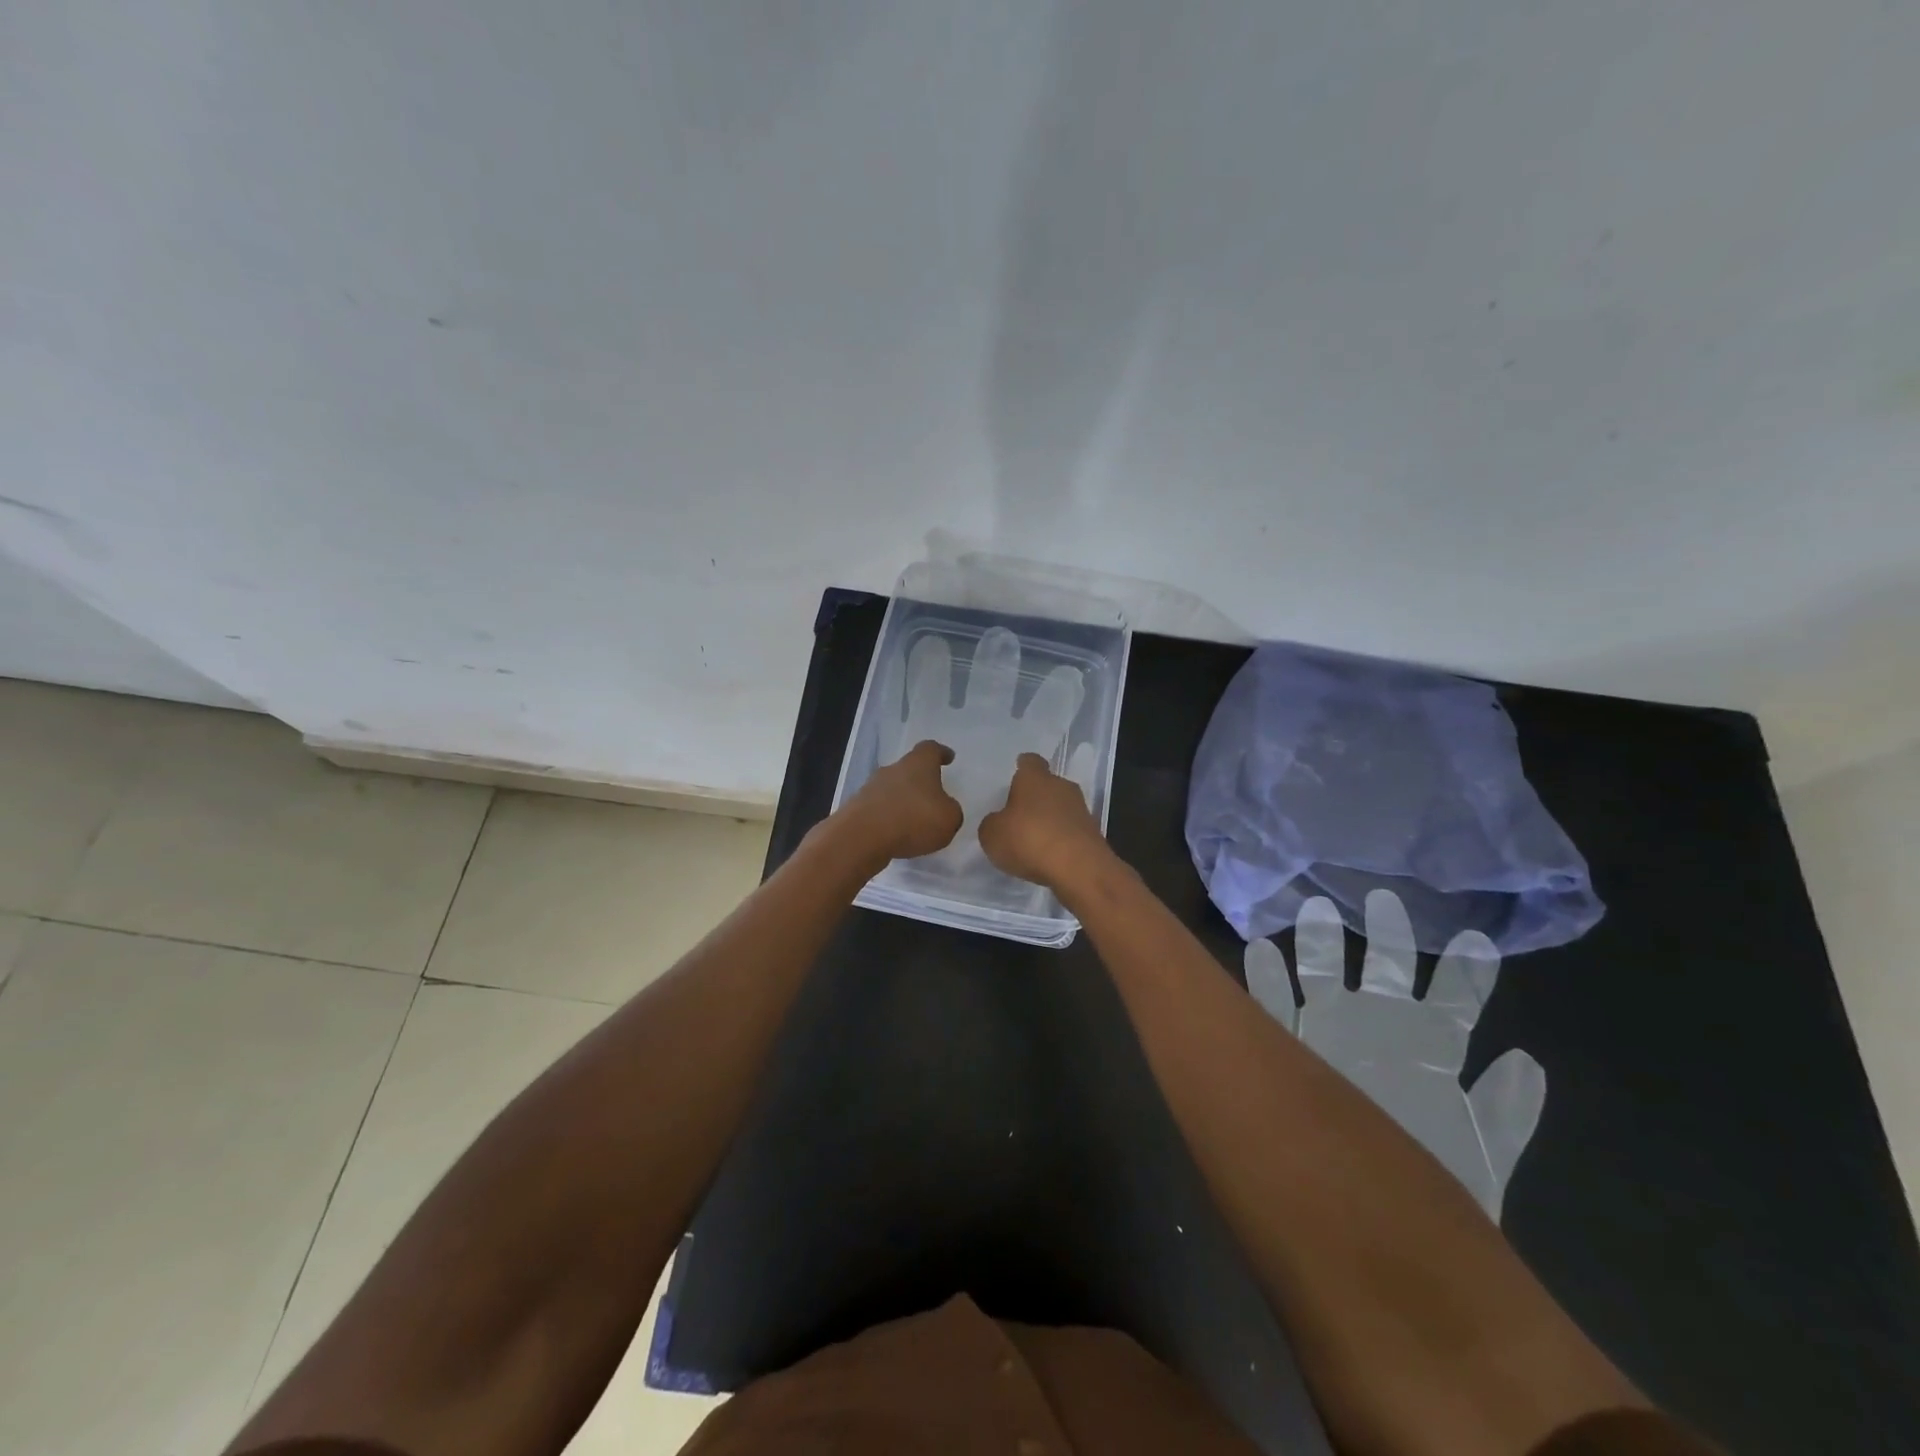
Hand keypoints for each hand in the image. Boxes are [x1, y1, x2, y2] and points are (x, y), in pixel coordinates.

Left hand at [842, 739, 963, 861]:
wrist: (861, 838)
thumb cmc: (913, 820)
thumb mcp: (949, 818)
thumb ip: (951, 811)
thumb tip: (945, 809)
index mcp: (918, 764)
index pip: (931, 749)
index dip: (941, 753)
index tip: (948, 757)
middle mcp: (893, 770)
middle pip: (909, 769)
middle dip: (920, 781)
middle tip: (933, 796)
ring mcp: (871, 788)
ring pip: (892, 789)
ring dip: (903, 801)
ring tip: (915, 821)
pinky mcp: (857, 809)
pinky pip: (879, 809)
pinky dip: (889, 819)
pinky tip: (897, 835)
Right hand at [977, 752, 1107, 889]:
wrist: (1079, 868)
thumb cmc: (1029, 839)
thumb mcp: (992, 834)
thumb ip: (993, 823)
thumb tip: (999, 822)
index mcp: (1035, 778)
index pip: (1029, 762)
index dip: (1022, 768)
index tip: (1015, 775)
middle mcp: (1061, 786)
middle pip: (1047, 785)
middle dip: (1035, 797)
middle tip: (1018, 814)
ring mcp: (1081, 810)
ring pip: (1061, 808)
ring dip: (1049, 820)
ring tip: (1032, 839)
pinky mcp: (1093, 834)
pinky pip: (1070, 831)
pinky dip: (1060, 840)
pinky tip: (1048, 856)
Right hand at [1243, 889, 1545, 1222]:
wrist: (1378, 1226)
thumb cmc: (1436, 1182)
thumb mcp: (1484, 1154)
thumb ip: (1507, 1109)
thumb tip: (1522, 1057)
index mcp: (1430, 1048)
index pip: (1454, 1000)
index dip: (1465, 970)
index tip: (1472, 938)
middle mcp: (1383, 1031)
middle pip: (1386, 971)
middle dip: (1385, 934)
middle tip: (1381, 898)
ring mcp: (1337, 1035)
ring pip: (1327, 977)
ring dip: (1319, 945)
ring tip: (1313, 911)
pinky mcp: (1300, 1048)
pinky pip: (1276, 1006)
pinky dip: (1265, 979)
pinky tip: (1258, 952)